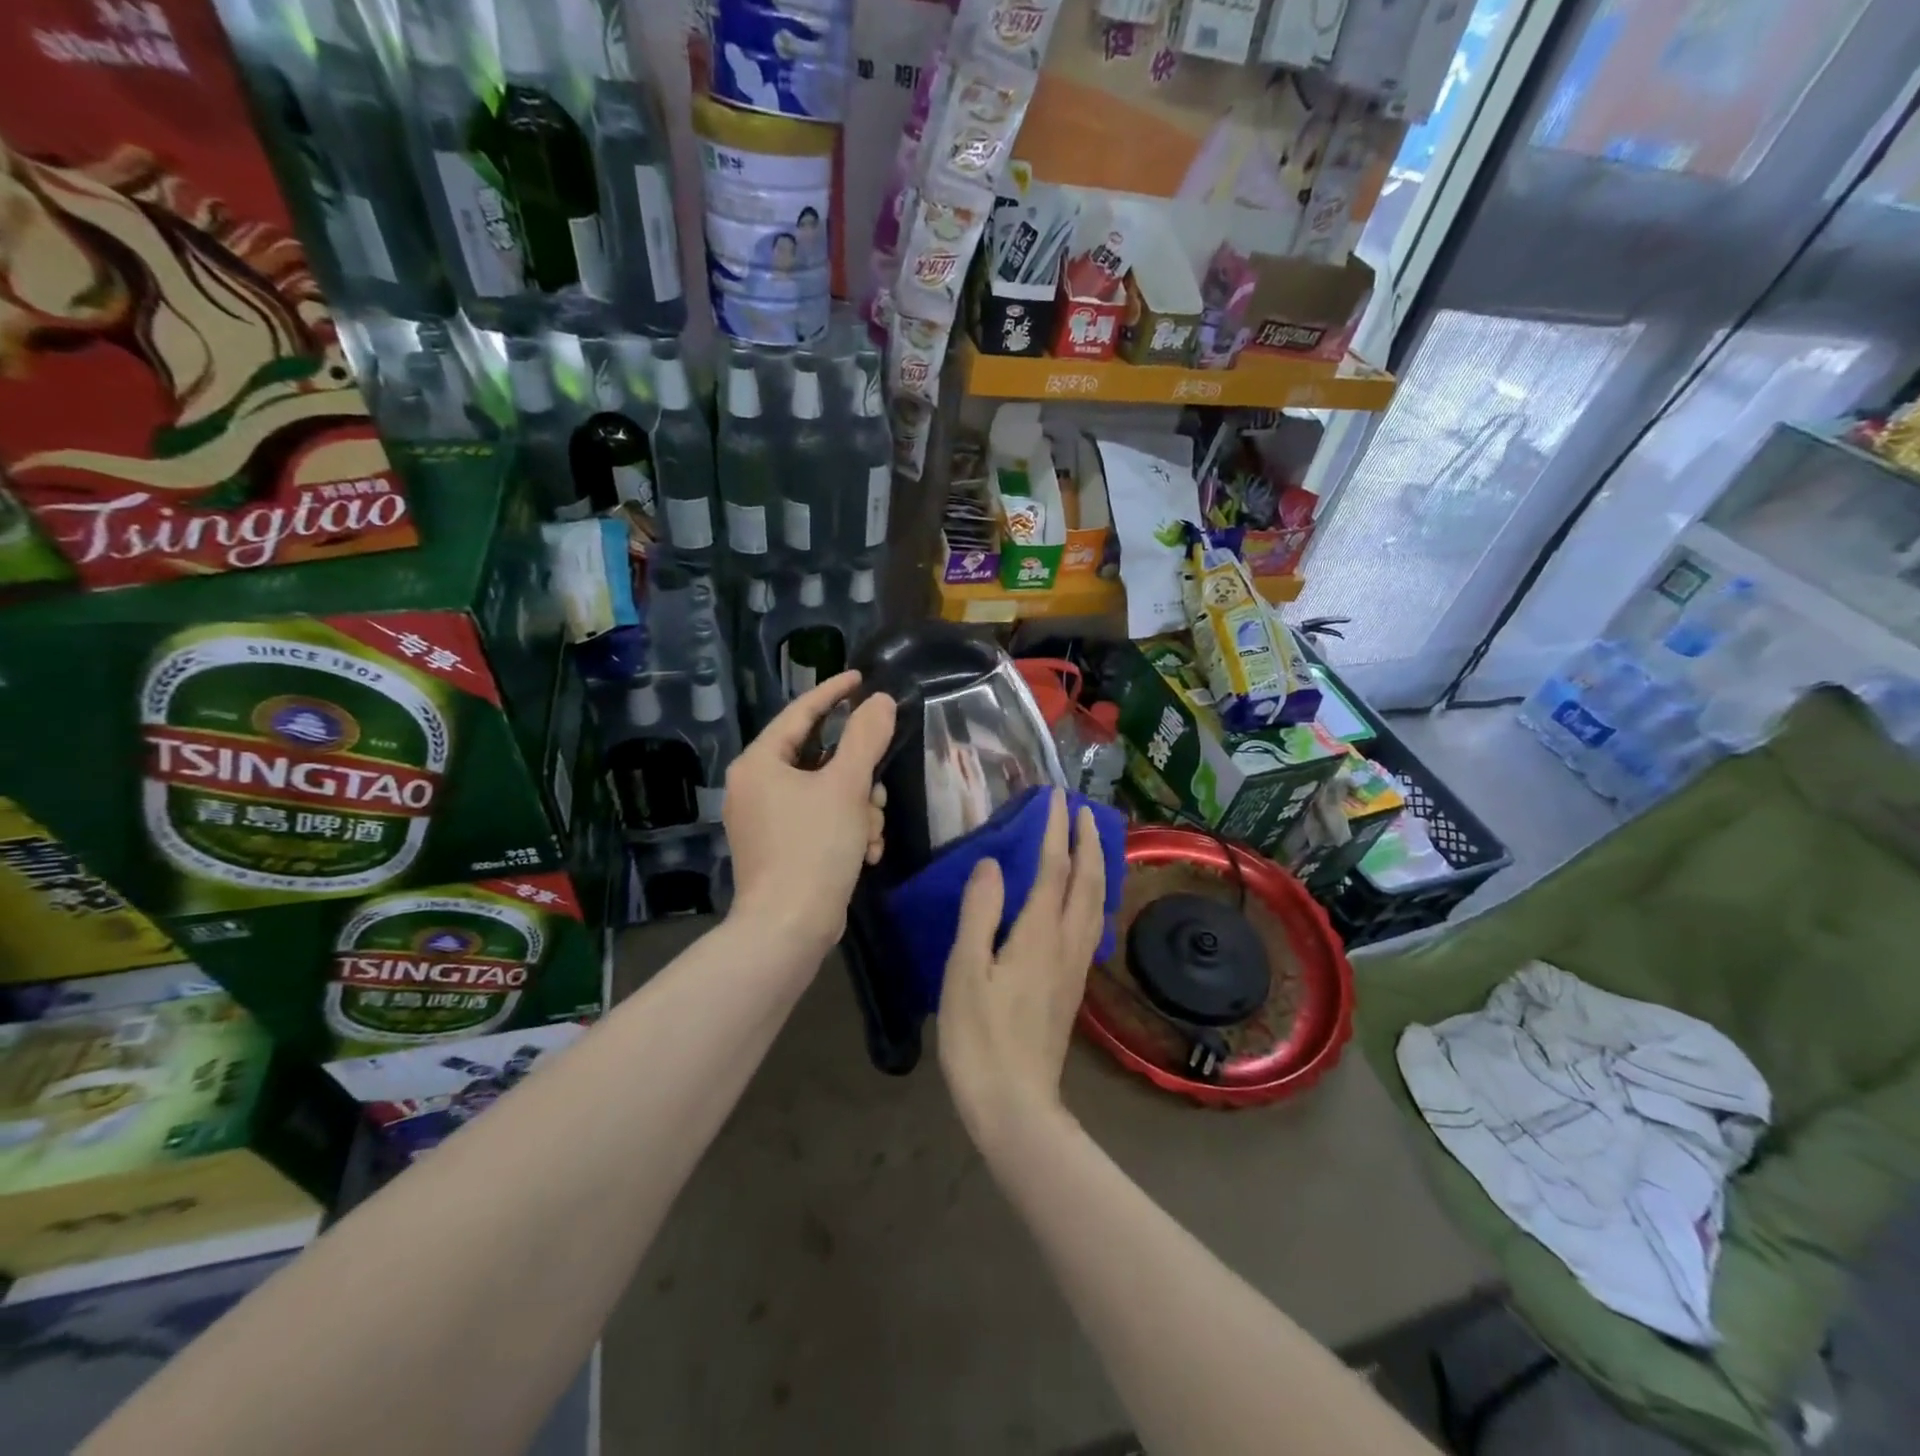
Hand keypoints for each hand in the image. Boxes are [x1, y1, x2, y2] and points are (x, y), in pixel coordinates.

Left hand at [724, 671, 894, 955]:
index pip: (800, 713)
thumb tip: (878, 701)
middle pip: (820, 759)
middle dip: (858, 777)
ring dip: (858, 809)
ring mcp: (766, 820)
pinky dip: (847, 830)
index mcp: (759, 764)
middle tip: (876, 792)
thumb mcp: (846, 786)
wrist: (789, 929)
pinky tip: (865, 852)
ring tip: (870, 834)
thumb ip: (865, 737)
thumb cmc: (813, 848)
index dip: (833, 693)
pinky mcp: (780, 848)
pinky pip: (821, 821)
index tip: (862, 678)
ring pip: (827, 793)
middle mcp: (756, 787)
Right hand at [937, 790, 1106, 1146]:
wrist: (1016, 1105)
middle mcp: (1068, 944)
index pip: (1055, 869)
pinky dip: (1094, 894)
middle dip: (1088, 841)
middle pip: (1088, 882)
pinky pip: (1092, 923)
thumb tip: (994, 864)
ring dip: (1097, 865)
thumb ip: (980, 913)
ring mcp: (1076, 966)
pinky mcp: (1074, 985)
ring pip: (1097, 903)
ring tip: (1091, 843)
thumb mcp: (966, 972)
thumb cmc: (981, 1037)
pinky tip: (1086, 899)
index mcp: (1040, 935)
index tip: (1055, 798)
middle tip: (1082, 810)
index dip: (1055, 831)